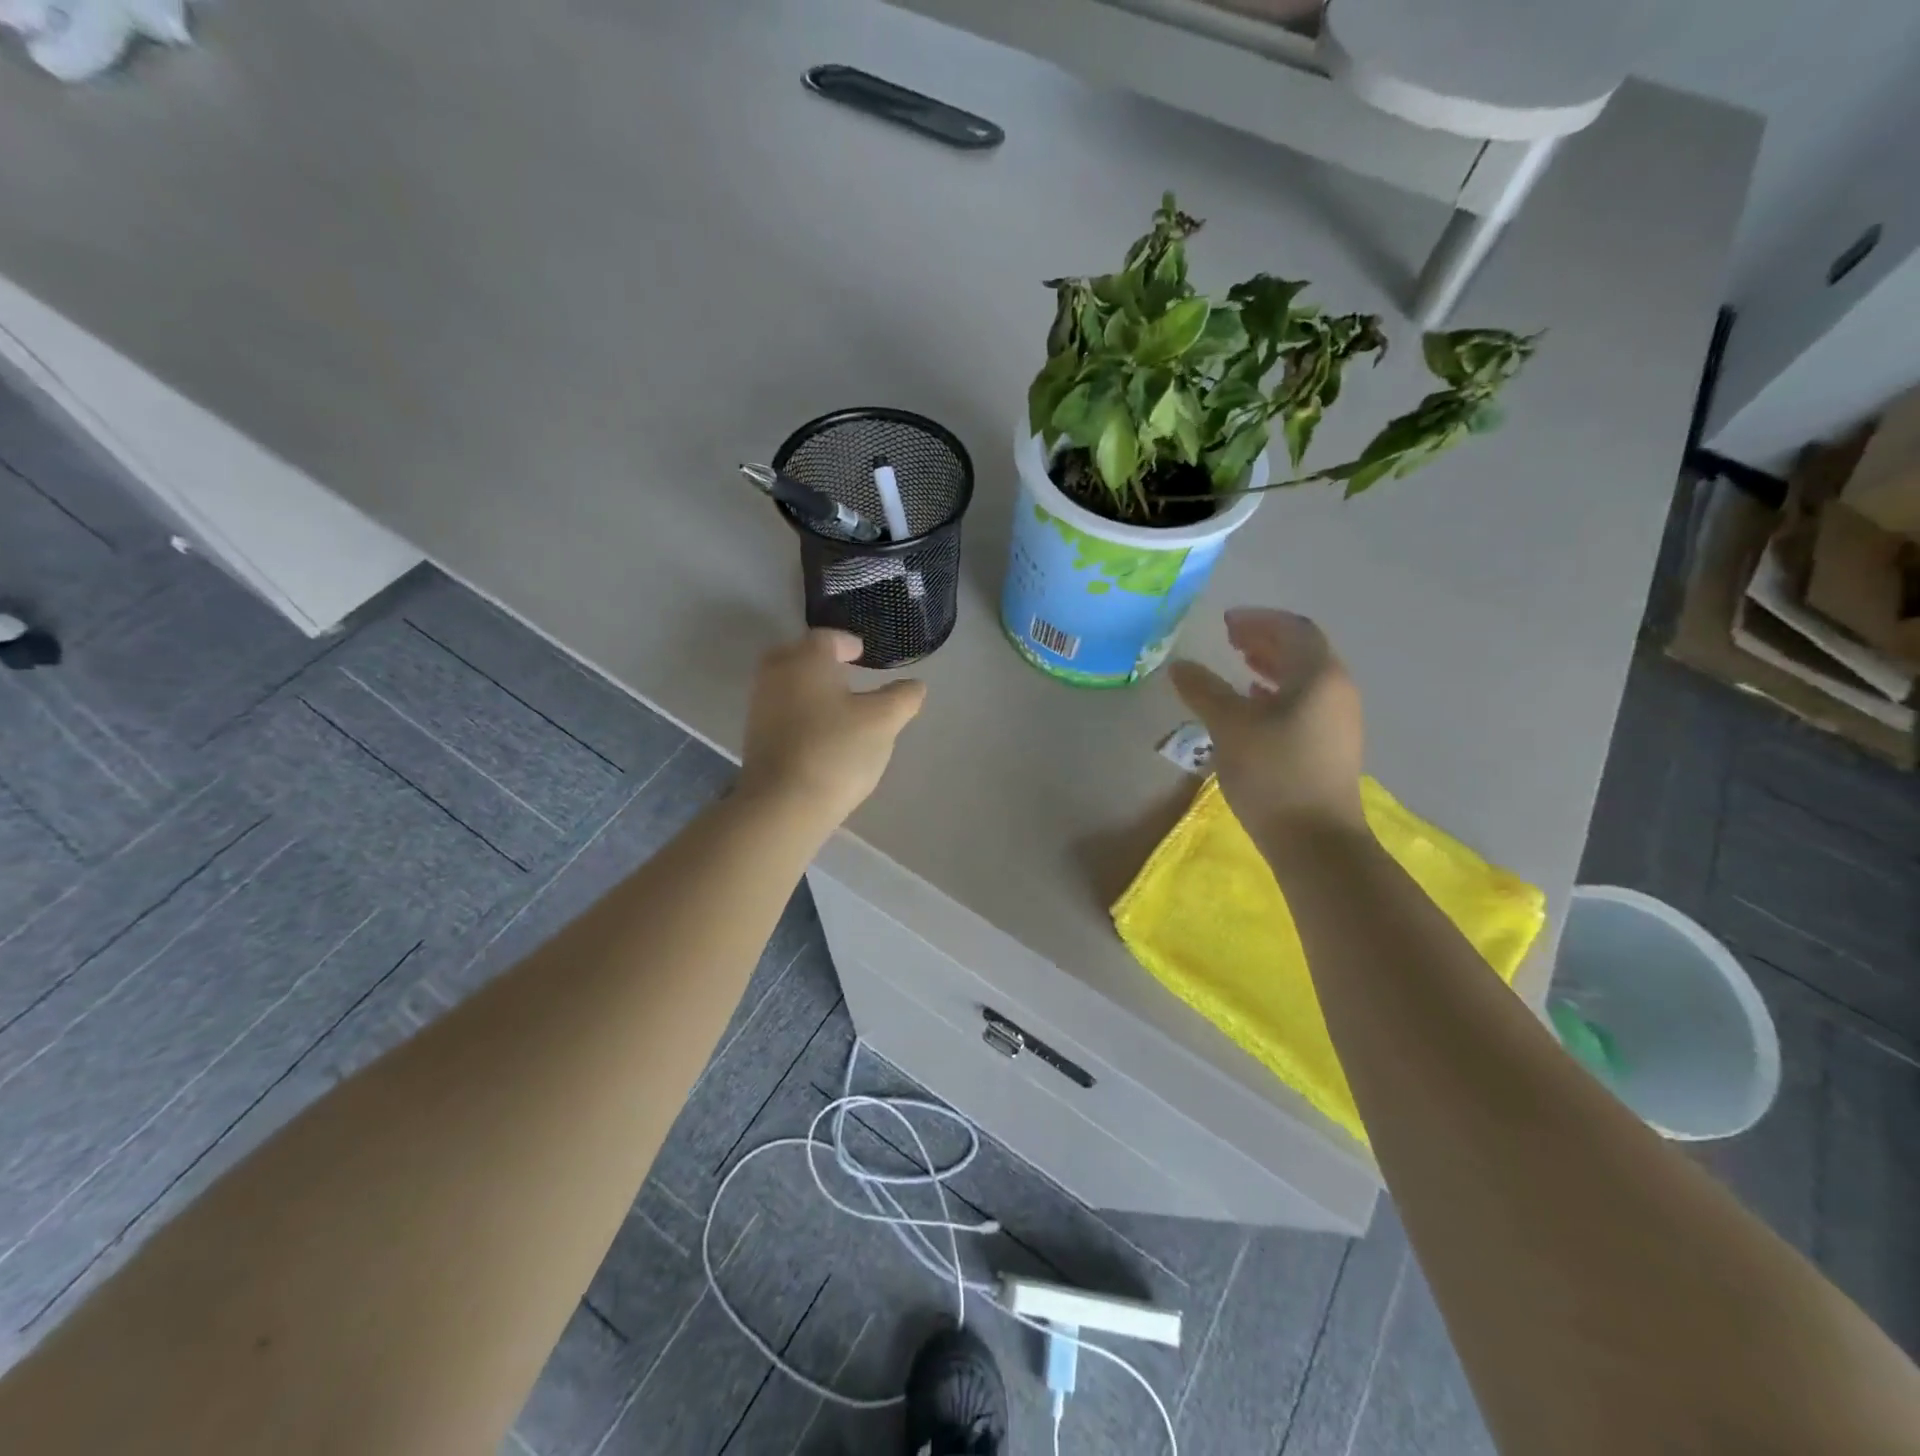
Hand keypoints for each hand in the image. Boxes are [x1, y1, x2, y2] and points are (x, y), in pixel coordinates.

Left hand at [737, 629, 926, 826]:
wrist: (783, 804)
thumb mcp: (883, 722)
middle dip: (821, 660)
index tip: (862, 654)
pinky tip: (819, 731)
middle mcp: (776, 674)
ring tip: (837, 704)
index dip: (847, 643)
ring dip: (809, 686)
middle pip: (798, 655)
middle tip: (845, 672)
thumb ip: (902, 698)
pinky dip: (799, 710)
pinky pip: (780, 709)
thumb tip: (915, 685)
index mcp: (806, 660)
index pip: (827, 638)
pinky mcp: (755, 736)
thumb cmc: (836, 751)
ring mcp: (760, 706)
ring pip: (787, 683)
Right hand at [1169, 608, 1364, 839]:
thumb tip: (1180, 666)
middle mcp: (1336, 690)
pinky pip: (1304, 702)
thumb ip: (1204, 691)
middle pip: (1302, 651)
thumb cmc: (1274, 774)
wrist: (1315, 841)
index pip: (1294, 629)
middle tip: (1230, 639)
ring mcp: (1338, 720)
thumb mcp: (1229, 727)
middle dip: (1265, 639)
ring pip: (1303, 678)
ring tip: (1239, 666)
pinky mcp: (1330, 745)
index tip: (1226, 622)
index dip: (1259, 620)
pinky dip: (1277, 692)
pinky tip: (1254, 704)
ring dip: (1272, 665)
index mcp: (1319, 676)